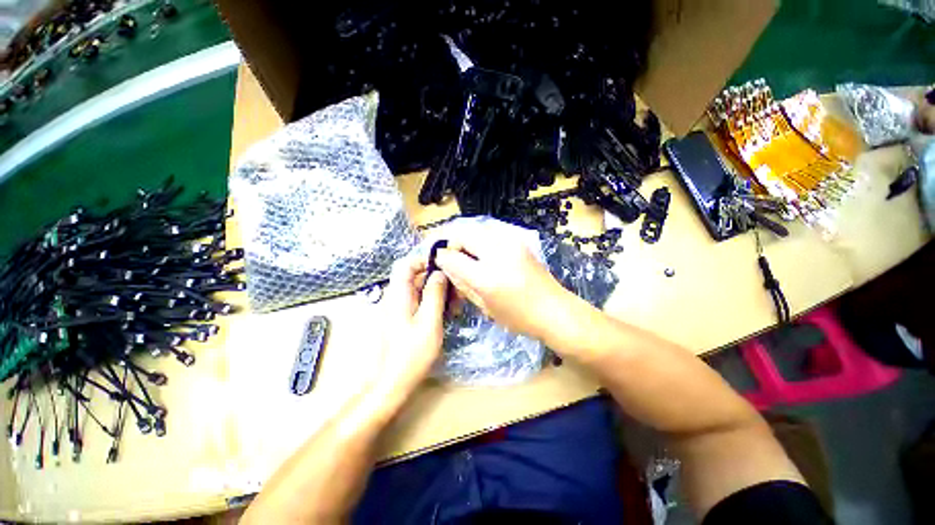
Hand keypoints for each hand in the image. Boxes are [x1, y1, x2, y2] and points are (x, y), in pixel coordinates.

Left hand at [377, 255, 448, 392]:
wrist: (392, 383)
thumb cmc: (411, 353)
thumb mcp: (429, 322)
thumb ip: (434, 295)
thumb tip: (440, 273)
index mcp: (398, 295)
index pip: (406, 264)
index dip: (423, 261)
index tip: (444, 268)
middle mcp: (396, 298)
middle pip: (415, 277)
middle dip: (437, 280)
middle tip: (456, 292)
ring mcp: (399, 309)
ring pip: (419, 290)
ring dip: (438, 293)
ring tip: (455, 306)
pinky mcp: (404, 319)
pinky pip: (419, 302)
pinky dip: (433, 304)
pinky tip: (447, 315)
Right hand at [434, 237, 573, 340]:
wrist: (555, 310)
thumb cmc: (519, 317)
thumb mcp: (485, 306)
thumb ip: (463, 283)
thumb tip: (446, 266)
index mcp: (487, 277)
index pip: (453, 257)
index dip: (441, 256)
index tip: (438, 260)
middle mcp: (498, 253)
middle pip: (464, 234)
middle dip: (452, 242)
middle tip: (450, 254)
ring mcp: (511, 243)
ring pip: (477, 229)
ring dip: (466, 239)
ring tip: (464, 254)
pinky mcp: (519, 240)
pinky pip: (490, 233)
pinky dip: (480, 239)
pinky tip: (481, 253)